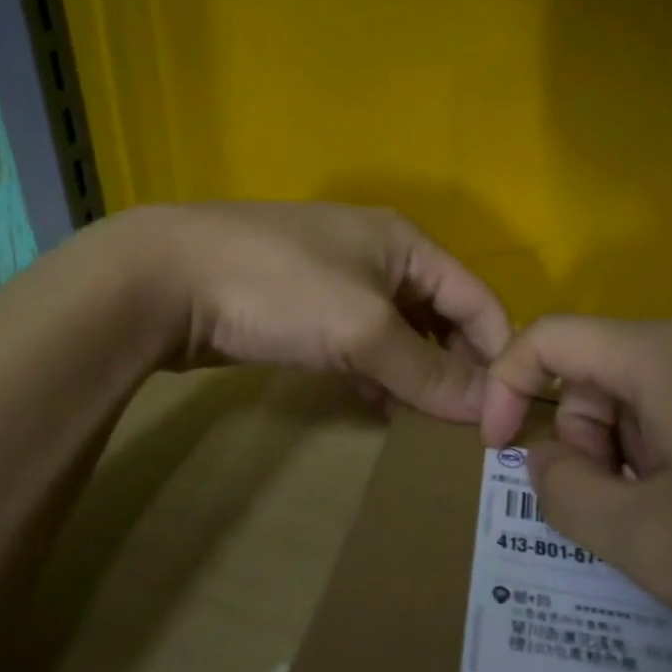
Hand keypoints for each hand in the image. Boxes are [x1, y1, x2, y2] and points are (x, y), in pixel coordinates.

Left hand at [121, 202, 511, 422]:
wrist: (166, 279)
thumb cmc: (281, 289)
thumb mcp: (364, 329)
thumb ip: (428, 371)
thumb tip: (488, 411)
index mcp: (406, 244)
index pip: (477, 299)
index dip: (496, 354)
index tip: (505, 415)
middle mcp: (380, 256)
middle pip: (440, 317)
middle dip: (454, 368)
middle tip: (460, 427)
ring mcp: (338, 280)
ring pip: (399, 333)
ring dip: (414, 375)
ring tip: (422, 424)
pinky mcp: (304, 308)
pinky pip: (360, 343)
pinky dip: (375, 372)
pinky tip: (374, 403)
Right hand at [481, 317, 671, 671]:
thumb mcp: (652, 542)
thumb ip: (567, 494)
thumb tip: (545, 456)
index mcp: (666, 355)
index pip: (551, 338)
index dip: (504, 386)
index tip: (500, 455)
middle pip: (600, 370)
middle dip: (584, 439)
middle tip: (619, 516)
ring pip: (648, 395)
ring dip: (631, 455)